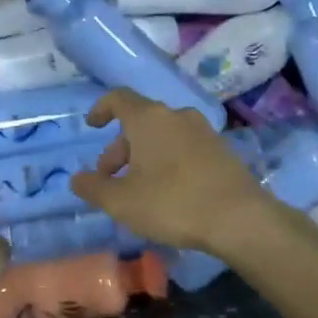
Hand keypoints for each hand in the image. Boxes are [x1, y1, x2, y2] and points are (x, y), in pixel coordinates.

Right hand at [69, 89, 272, 255]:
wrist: (240, 219)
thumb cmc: (173, 203)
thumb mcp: (121, 202)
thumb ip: (93, 188)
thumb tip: (77, 179)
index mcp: (149, 119)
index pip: (118, 98)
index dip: (101, 108)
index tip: (92, 126)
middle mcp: (176, 116)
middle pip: (139, 121)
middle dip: (120, 148)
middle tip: (109, 178)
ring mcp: (203, 131)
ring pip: (163, 135)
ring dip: (144, 155)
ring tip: (137, 188)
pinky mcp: (221, 150)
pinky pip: (184, 147)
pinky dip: (168, 160)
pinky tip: (168, 192)